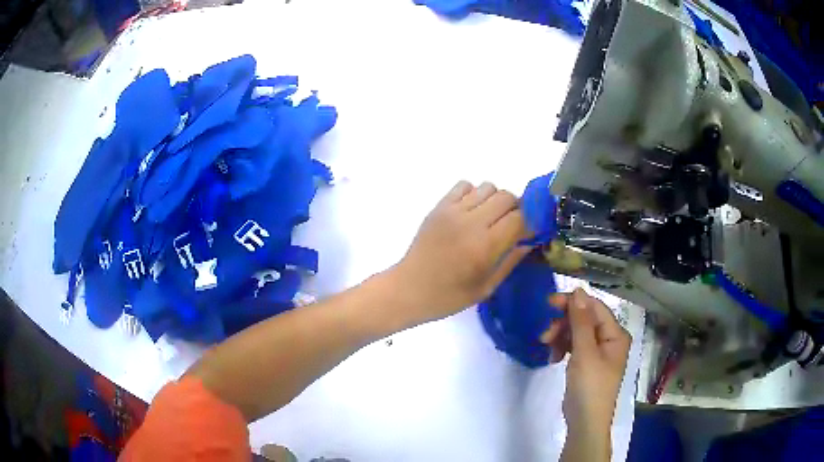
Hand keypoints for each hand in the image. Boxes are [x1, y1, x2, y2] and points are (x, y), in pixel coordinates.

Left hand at [391, 181, 530, 323]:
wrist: (409, 288)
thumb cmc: (449, 296)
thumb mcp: (486, 287)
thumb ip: (511, 261)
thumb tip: (530, 241)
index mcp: (485, 246)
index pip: (520, 218)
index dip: (529, 224)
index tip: (527, 234)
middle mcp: (471, 222)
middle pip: (507, 197)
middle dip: (516, 210)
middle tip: (510, 226)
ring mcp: (452, 211)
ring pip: (488, 187)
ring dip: (495, 200)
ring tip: (489, 219)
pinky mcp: (439, 206)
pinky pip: (464, 185)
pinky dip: (474, 194)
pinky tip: (470, 212)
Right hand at [541, 289, 630, 433]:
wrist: (585, 422)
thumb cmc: (590, 386)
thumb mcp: (585, 352)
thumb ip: (581, 321)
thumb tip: (578, 290)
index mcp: (616, 334)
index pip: (595, 308)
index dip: (573, 303)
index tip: (549, 303)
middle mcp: (609, 339)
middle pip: (585, 319)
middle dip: (564, 323)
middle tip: (544, 334)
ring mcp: (598, 352)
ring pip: (577, 332)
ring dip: (561, 336)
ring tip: (547, 347)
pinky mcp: (587, 363)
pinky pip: (574, 346)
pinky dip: (563, 348)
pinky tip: (553, 357)